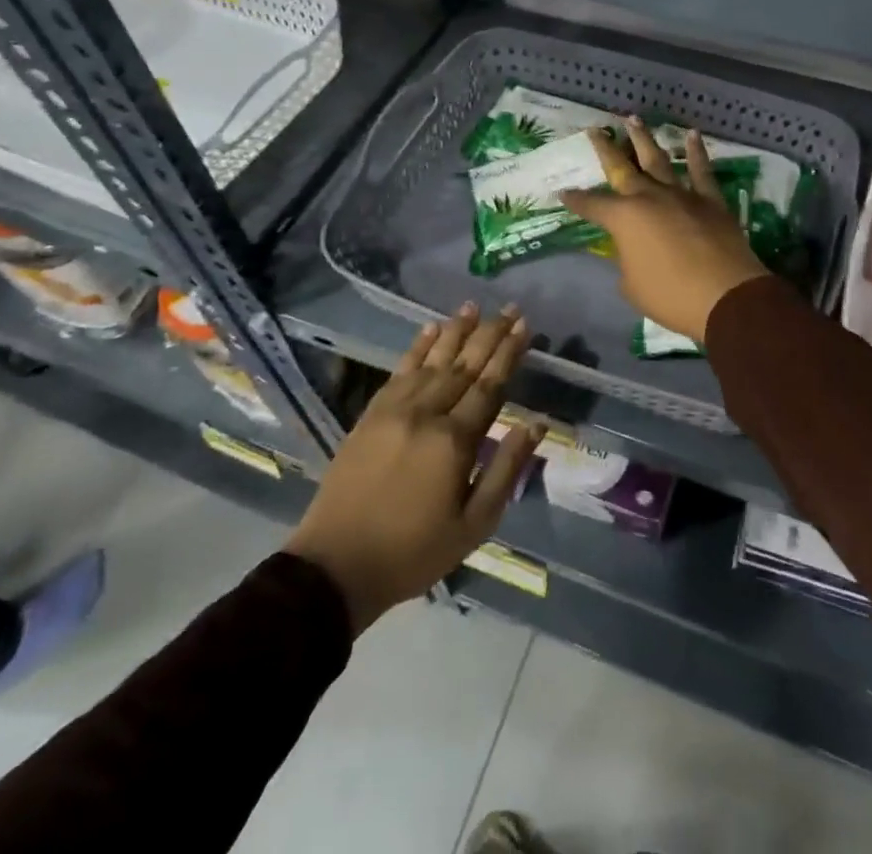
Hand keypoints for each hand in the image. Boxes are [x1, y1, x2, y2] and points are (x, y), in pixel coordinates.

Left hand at [287, 305, 541, 633]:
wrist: (336, 566)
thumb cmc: (413, 551)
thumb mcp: (473, 525)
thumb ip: (505, 470)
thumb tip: (535, 425)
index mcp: (454, 441)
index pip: (489, 385)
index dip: (509, 354)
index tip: (525, 325)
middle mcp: (425, 413)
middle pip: (464, 365)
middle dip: (489, 334)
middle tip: (509, 308)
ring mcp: (394, 410)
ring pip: (432, 361)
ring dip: (455, 331)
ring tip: (473, 306)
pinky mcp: (370, 414)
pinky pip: (399, 371)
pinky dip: (417, 347)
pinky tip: (430, 329)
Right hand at [560, 120, 769, 344]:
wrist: (725, 296)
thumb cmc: (670, 296)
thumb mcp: (632, 285)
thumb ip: (627, 262)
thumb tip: (631, 253)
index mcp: (624, 218)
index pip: (592, 205)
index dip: (576, 200)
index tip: (563, 192)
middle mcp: (649, 197)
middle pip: (623, 168)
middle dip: (606, 149)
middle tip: (595, 130)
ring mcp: (682, 195)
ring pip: (658, 160)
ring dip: (644, 139)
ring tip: (633, 118)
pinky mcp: (710, 200)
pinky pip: (702, 170)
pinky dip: (696, 151)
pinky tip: (691, 134)